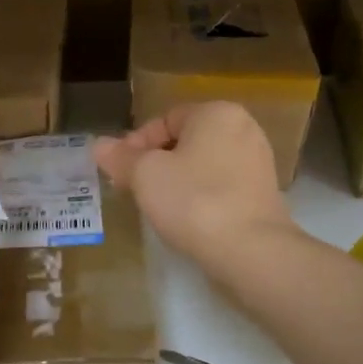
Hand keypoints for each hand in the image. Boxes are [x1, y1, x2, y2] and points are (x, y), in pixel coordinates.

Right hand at [94, 103, 298, 278]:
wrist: (251, 250)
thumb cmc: (194, 200)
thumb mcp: (145, 175)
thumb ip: (120, 157)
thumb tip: (99, 145)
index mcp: (216, 113)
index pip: (164, 119)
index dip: (135, 144)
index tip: (119, 172)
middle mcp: (243, 128)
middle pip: (184, 141)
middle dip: (155, 163)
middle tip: (133, 189)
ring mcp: (258, 162)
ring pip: (202, 165)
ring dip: (176, 181)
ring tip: (156, 207)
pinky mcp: (263, 193)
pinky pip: (220, 186)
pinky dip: (200, 196)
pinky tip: (186, 219)